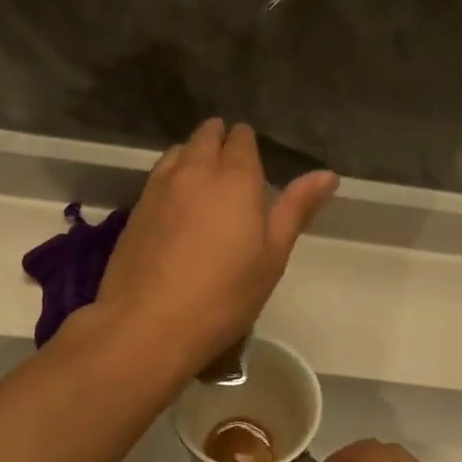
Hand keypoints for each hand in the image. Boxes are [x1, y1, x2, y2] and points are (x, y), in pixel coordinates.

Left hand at [94, 119, 336, 371]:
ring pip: (177, 153)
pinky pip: (157, 177)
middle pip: (205, 137)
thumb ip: (296, 209)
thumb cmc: (224, 295)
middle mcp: (193, 171)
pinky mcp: (134, 210)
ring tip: (202, 177)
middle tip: (231, 162)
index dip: (247, 143)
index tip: (253, 158)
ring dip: (191, 154)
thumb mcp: (272, 256)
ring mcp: (158, 188)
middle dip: (219, 139)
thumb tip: (328, 174)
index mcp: (234, 178)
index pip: (241, 140)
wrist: (148, 324)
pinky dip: (170, 177)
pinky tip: (175, 203)